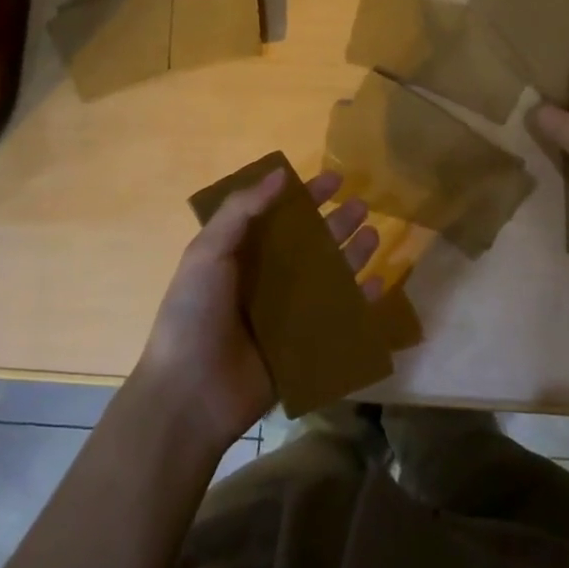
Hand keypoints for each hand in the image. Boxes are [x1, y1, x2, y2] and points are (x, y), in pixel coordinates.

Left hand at [133, 169, 379, 457]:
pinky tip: (377, 284)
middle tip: (363, 205)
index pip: (279, 216)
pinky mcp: (303, 344)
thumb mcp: (208, 252)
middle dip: (336, 223)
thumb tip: (281, 173)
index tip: (335, 179)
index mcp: (240, 254)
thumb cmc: (194, 314)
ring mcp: (287, 313)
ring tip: (373, 235)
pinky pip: (338, 317)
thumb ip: (241, 210)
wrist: (190, 394)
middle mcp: (266, 279)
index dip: (306, 196)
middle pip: (310, 244)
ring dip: (351, 254)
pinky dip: (360, 301)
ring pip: (328, 276)